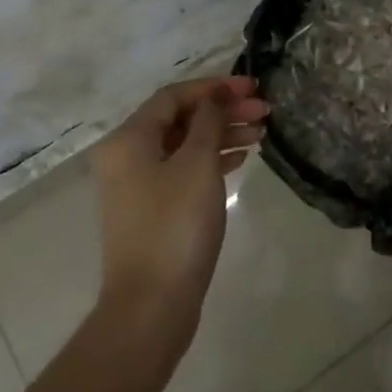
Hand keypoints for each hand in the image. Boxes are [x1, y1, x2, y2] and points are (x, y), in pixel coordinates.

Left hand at [90, 75, 268, 331]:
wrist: (152, 304)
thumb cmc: (175, 225)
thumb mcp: (198, 164)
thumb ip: (209, 122)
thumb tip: (215, 97)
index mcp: (128, 139)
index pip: (174, 96)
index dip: (215, 87)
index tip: (253, 88)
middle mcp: (126, 156)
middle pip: (180, 119)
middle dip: (223, 111)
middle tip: (265, 112)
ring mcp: (137, 185)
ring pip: (185, 145)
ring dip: (222, 134)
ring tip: (261, 133)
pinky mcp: (152, 209)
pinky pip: (184, 169)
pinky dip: (212, 159)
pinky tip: (241, 158)